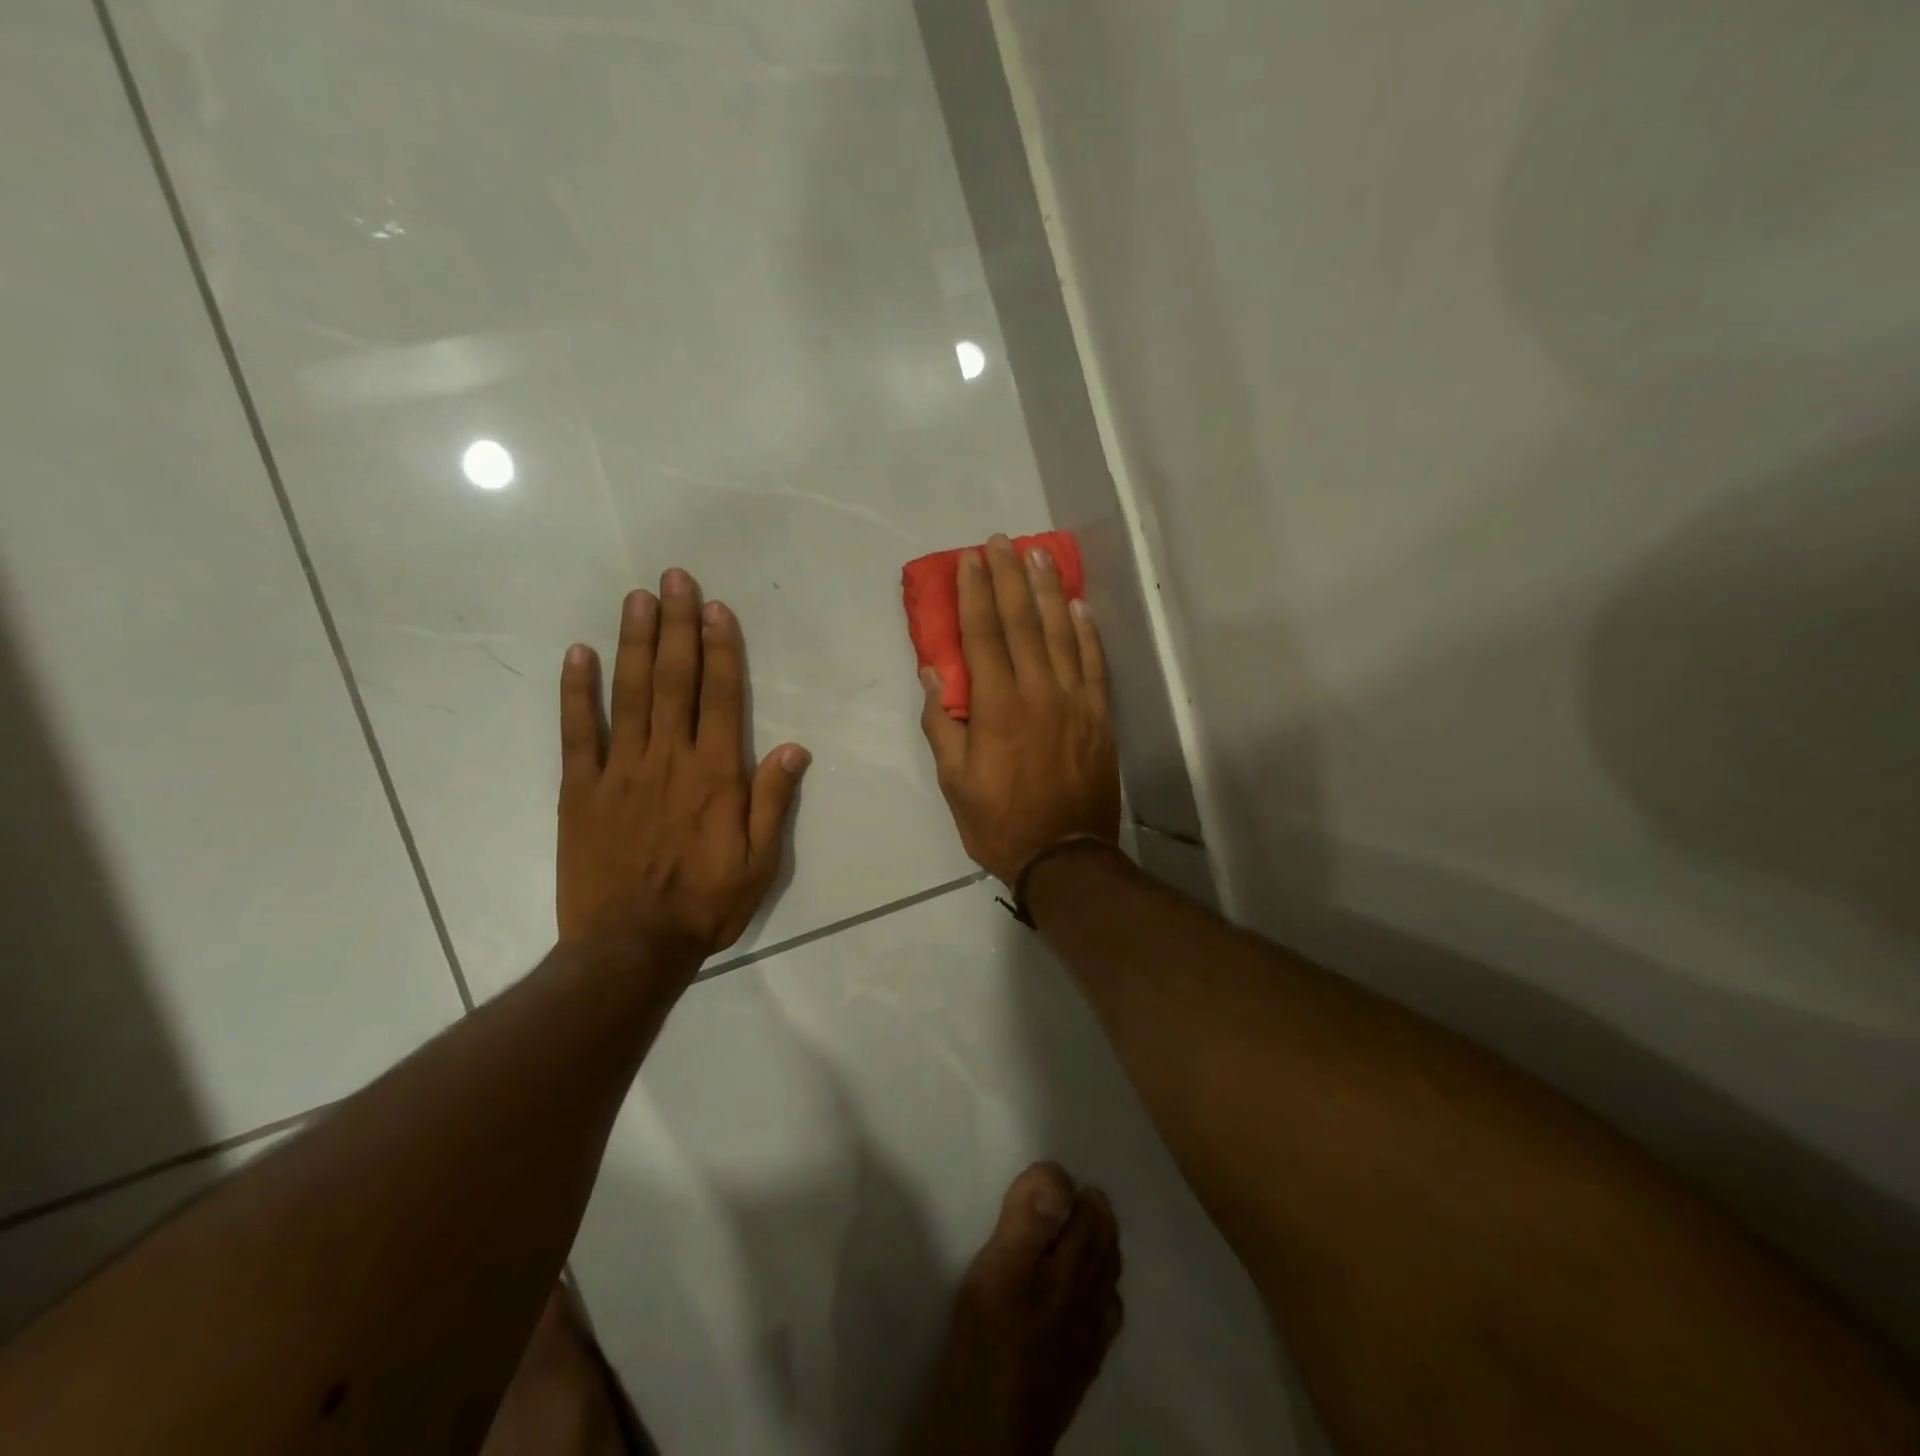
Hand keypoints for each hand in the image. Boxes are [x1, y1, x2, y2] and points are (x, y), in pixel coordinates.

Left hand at [557, 569, 808, 968]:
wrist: (631, 946)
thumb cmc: (706, 904)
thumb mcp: (760, 861)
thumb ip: (773, 801)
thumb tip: (793, 747)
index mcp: (716, 775)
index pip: (720, 696)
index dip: (720, 649)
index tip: (715, 608)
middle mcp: (669, 759)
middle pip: (674, 680)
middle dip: (677, 625)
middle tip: (675, 578)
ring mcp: (620, 771)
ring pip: (629, 693)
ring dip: (634, 642)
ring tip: (637, 597)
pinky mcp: (580, 790)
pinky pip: (578, 732)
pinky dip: (577, 691)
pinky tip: (579, 654)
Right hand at [920, 535, 1121, 883]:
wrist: (1065, 856)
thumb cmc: (999, 822)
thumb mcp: (955, 781)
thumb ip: (943, 725)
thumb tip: (933, 675)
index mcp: (997, 707)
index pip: (983, 636)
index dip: (975, 593)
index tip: (970, 559)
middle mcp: (1038, 692)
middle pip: (1023, 622)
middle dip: (1009, 577)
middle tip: (1001, 541)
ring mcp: (1075, 701)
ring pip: (1061, 633)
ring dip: (1048, 590)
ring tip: (1038, 555)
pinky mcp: (1098, 715)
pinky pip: (1093, 663)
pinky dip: (1085, 631)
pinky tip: (1078, 605)